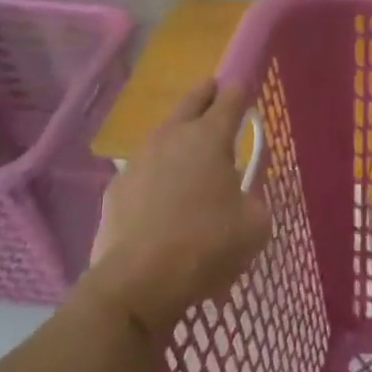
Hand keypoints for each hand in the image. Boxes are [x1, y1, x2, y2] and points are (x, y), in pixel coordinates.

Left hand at [85, 79, 271, 338]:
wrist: (136, 283)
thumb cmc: (206, 245)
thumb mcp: (255, 226)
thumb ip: (254, 201)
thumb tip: (243, 199)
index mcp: (210, 137)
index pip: (230, 98)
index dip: (240, 90)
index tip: (244, 88)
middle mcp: (172, 137)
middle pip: (191, 102)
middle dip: (206, 94)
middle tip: (214, 90)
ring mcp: (139, 161)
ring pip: (164, 134)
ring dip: (179, 135)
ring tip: (191, 150)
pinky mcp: (117, 189)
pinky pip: (144, 170)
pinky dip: (157, 173)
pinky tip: (163, 195)